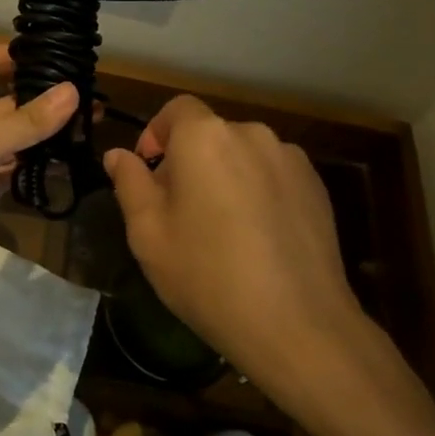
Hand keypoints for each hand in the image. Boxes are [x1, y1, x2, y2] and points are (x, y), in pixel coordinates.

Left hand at [0, 44, 77, 311]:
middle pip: (4, 100)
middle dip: (41, 98)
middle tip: (89, 97)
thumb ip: (25, 120)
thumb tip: (73, 91)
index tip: (52, 55)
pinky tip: (68, 166)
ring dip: (44, 135)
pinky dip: (36, 169)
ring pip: (13, 139)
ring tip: (89, 129)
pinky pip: (13, 172)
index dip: (10, 55)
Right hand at [103, 97, 375, 399]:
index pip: (176, 109)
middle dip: (190, 161)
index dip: (157, 134)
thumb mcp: (148, 233)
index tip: (150, 172)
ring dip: (227, 177)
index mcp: (204, 137)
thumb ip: (129, 183)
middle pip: (210, 134)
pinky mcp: (316, 187)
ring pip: (243, 156)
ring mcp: (289, 159)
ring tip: (223, 229)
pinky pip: (274, 176)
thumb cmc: (208, 276)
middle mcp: (250, 134)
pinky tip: (259, 239)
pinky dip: (259, 192)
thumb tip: (118, 155)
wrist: (299, 326)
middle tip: (180, 211)